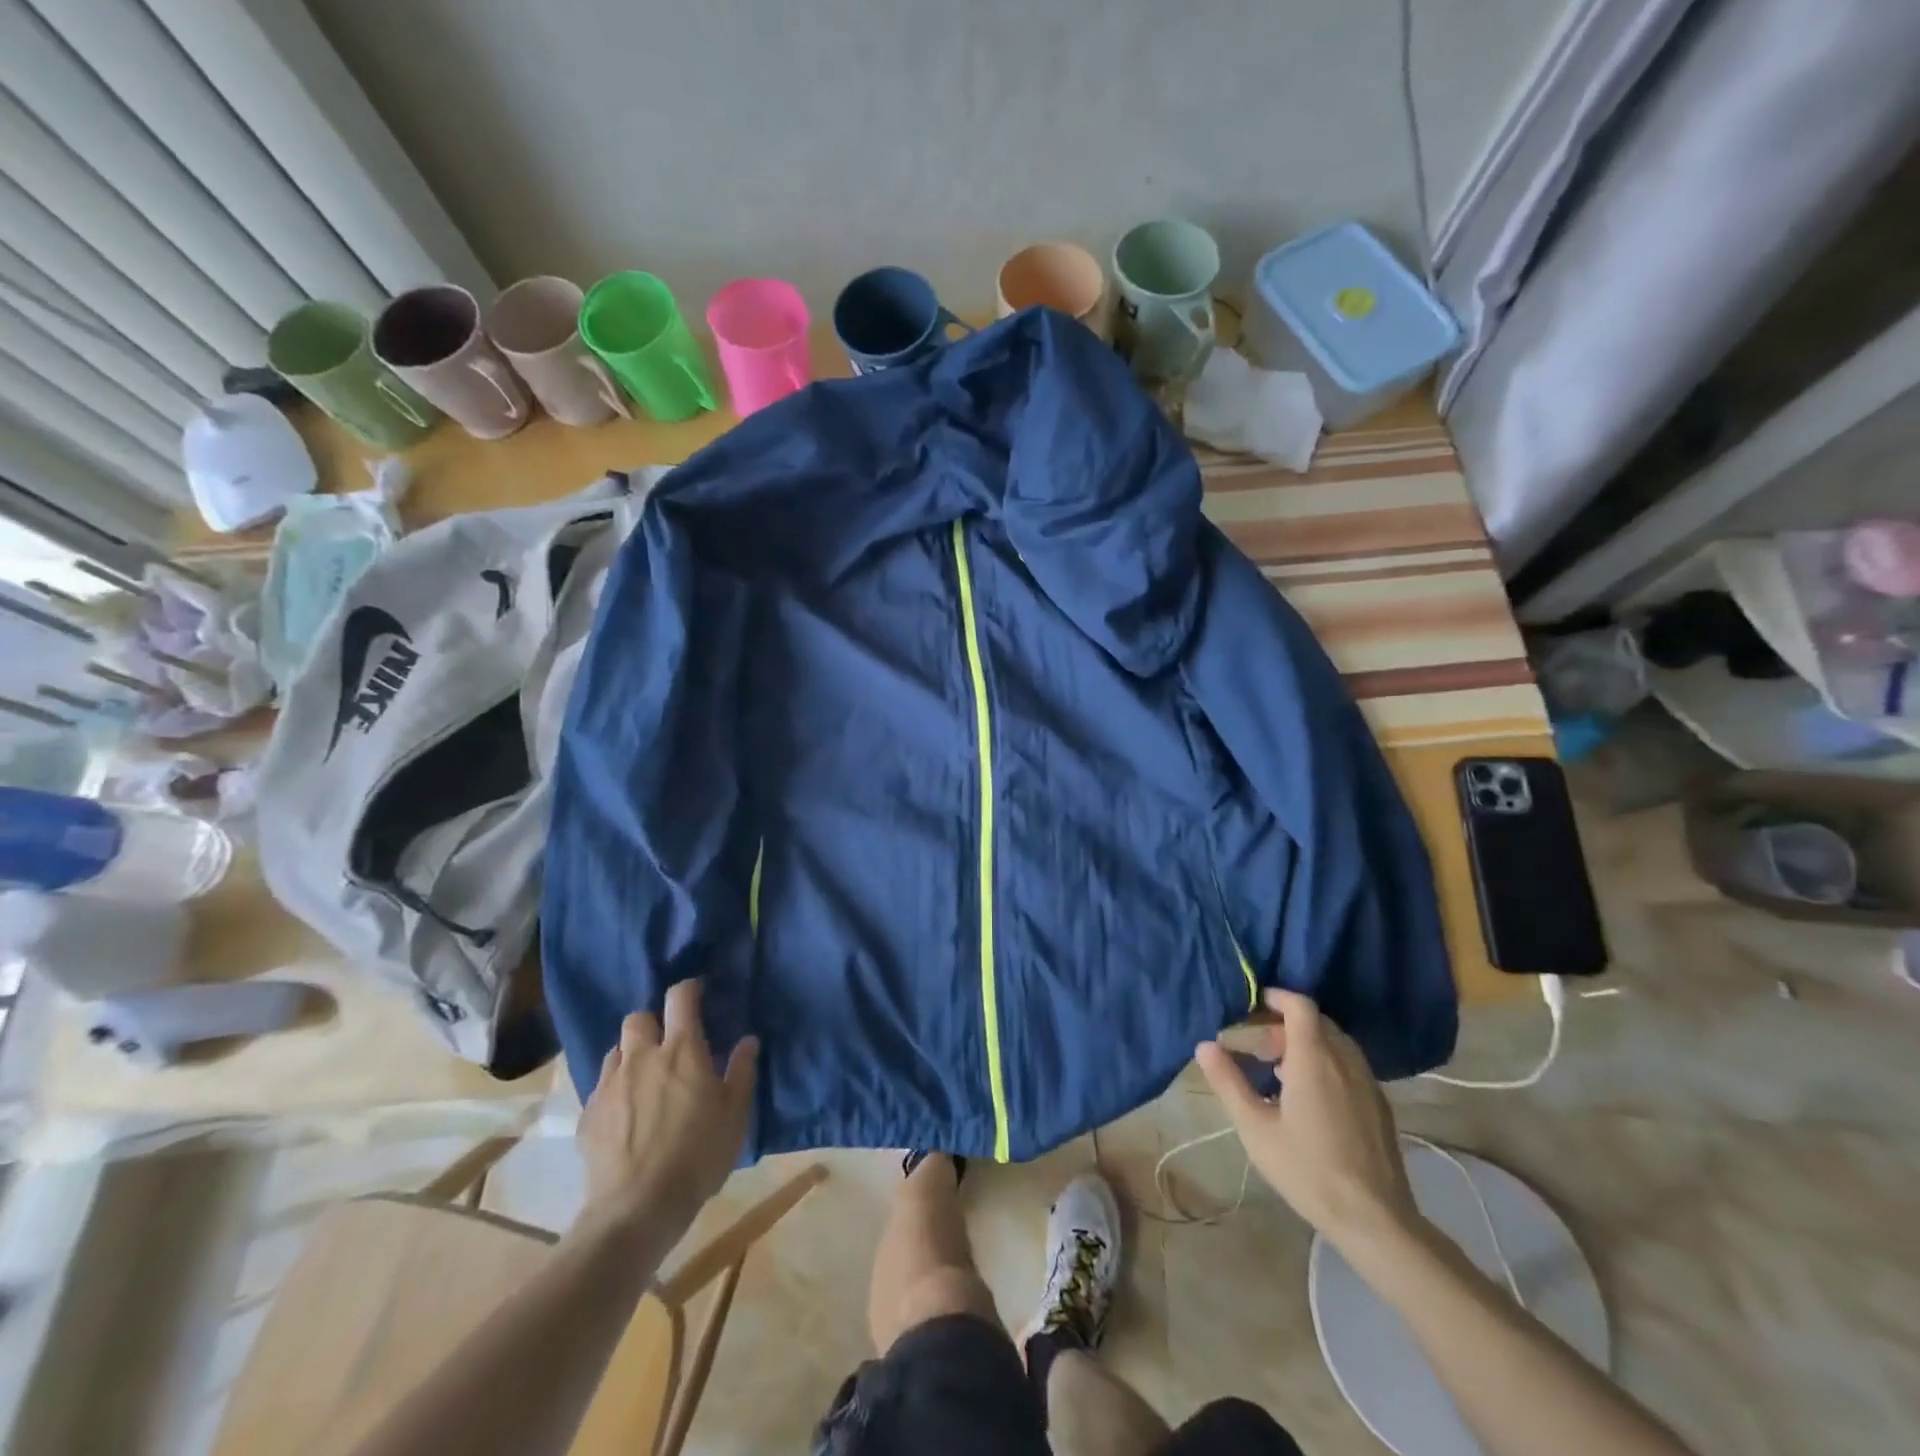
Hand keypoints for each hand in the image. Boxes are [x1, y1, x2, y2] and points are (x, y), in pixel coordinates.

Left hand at [576, 979, 757, 1242]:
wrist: (637, 1208)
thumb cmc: (698, 1156)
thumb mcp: (735, 1114)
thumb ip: (742, 1072)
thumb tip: (748, 1041)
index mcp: (682, 1050)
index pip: (680, 998)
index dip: (689, 989)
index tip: (697, 994)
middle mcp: (642, 1057)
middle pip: (639, 1017)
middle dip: (653, 1022)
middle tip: (669, 1044)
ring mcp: (610, 1084)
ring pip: (616, 1049)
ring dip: (631, 1054)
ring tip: (645, 1078)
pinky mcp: (588, 1114)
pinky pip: (601, 1086)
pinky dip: (615, 1089)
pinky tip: (626, 1114)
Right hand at [1194, 988, 1419, 1256]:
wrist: (1376, 1220)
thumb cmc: (1308, 1170)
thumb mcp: (1255, 1128)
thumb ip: (1228, 1081)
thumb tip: (1205, 1045)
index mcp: (1314, 1058)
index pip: (1300, 1005)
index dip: (1277, 997)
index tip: (1253, 1004)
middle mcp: (1344, 1060)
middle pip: (1316, 1022)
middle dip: (1284, 1025)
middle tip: (1256, 1046)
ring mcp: (1367, 1083)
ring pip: (1334, 1043)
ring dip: (1305, 1044)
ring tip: (1277, 1071)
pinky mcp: (1379, 1105)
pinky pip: (1348, 1065)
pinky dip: (1325, 1063)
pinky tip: (1308, 1097)